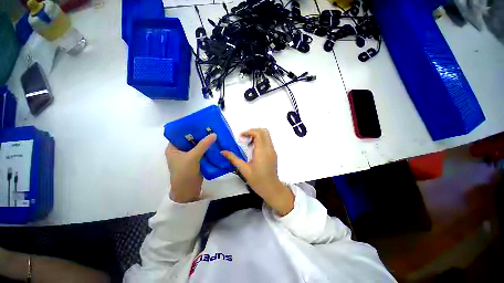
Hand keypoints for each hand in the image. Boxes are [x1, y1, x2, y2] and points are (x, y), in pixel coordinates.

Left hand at [165, 134, 215, 202]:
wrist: (188, 191)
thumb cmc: (184, 173)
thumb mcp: (192, 157)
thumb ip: (203, 145)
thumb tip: (214, 134)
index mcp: (173, 148)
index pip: (180, 134)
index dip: (190, 128)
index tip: (201, 123)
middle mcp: (180, 151)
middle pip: (190, 139)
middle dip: (200, 134)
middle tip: (210, 128)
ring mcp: (188, 156)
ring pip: (197, 145)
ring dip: (205, 141)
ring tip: (214, 134)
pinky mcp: (195, 161)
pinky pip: (201, 151)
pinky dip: (207, 148)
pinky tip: (215, 144)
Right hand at [222, 129, 293, 215]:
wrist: (271, 188)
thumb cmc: (257, 180)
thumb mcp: (244, 170)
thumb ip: (233, 159)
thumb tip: (223, 152)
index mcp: (262, 151)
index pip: (258, 134)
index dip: (249, 132)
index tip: (240, 137)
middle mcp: (269, 148)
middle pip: (264, 131)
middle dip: (253, 131)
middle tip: (245, 138)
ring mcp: (273, 150)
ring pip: (267, 135)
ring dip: (257, 136)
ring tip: (248, 144)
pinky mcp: (273, 153)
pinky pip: (268, 141)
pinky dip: (261, 140)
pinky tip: (254, 150)